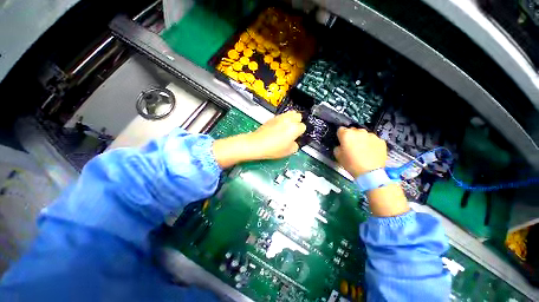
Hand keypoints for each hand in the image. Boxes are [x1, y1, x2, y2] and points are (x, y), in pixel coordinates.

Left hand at [246, 110, 306, 159]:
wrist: (256, 144)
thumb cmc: (272, 148)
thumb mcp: (289, 151)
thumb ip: (296, 145)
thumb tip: (295, 142)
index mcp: (294, 128)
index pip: (303, 126)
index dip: (301, 133)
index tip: (297, 137)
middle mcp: (288, 120)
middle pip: (298, 115)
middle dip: (298, 122)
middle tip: (294, 131)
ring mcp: (279, 117)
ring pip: (290, 113)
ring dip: (291, 119)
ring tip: (287, 128)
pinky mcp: (272, 118)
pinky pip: (281, 116)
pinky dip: (283, 120)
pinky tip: (279, 128)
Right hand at [334, 127, 408, 216]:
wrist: (371, 173)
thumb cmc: (351, 164)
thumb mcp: (338, 156)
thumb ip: (337, 147)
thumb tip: (341, 145)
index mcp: (347, 135)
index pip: (340, 130)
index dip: (340, 136)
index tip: (342, 142)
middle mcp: (359, 132)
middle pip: (353, 131)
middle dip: (351, 137)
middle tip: (352, 146)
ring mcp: (371, 135)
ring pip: (363, 135)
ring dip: (361, 139)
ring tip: (363, 150)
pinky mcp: (381, 140)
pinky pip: (373, 140)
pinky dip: (371, 144)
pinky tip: (371, 152)